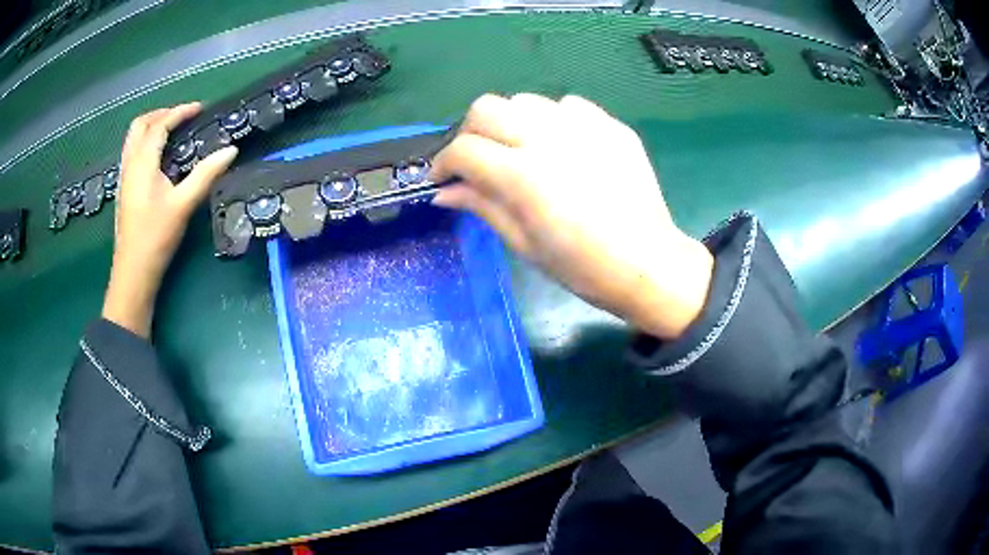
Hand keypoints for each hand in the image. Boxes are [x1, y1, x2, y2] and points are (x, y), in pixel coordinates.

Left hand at [102, 103, 237, 337]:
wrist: (134, 273)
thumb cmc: (156, 238)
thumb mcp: (183, 205)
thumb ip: (206, 174)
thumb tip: (231, 150)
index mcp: (142, 162)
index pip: (160, 125)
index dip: (180, 112)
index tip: (200, 109)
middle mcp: (129, 164)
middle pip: (140, 125)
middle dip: (161, 114)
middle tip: (182, 117)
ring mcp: (123, 177)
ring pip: (132, 138)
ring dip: (150, 127)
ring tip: (170, 131)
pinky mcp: (124, 190)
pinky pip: (131, 152)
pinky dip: (144, 142)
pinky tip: (157, 157)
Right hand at [431, 94, 712, 338]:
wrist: (648, 263)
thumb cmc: (583, 267)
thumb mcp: (524, 243)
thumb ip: (482, 206)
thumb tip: (444, 191)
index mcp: (523, 176)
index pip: (464, 150)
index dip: (443, 163)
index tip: (443, 178)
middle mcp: (549, 138)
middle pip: (487, 108)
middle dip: (470, 132)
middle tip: (476, 160)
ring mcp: (584, 126)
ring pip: (524, 100)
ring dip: (509, 122)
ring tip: (518, 150)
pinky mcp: (610, 125)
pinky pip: (567, 105)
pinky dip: (551, 120)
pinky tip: (560, 146)